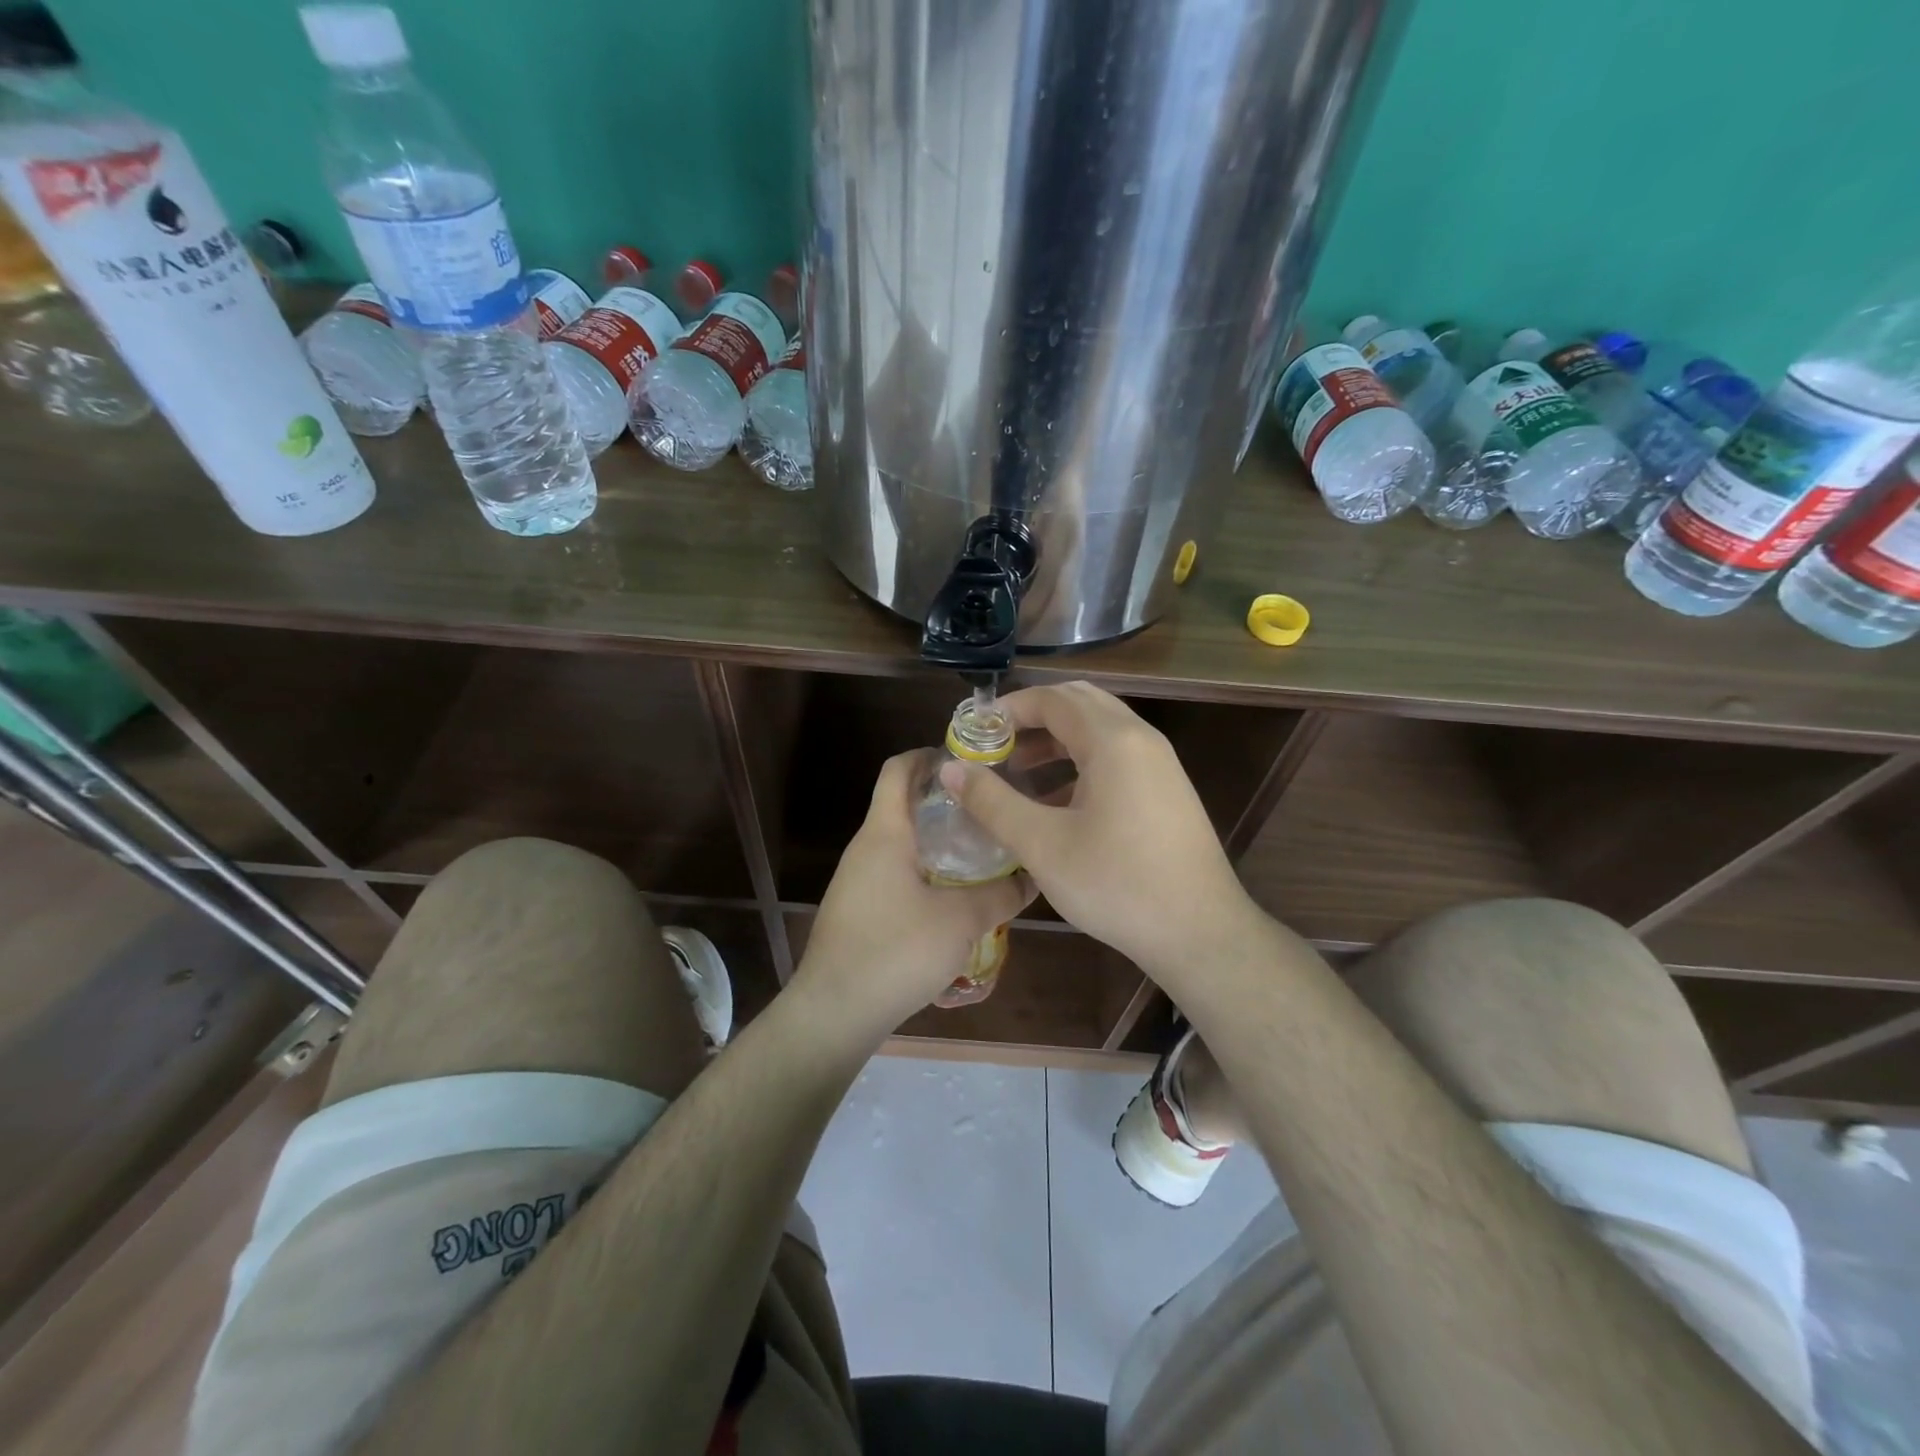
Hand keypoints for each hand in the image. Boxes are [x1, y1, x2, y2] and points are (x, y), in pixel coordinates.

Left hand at [796, 750, 1035, 1040]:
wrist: (835, 1012)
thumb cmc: (896, 950)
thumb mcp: (961, 921)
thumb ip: (1000, 894)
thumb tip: (1032, 877)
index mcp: (885, 833)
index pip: (899, 769)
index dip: (930, 755)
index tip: (969, 761)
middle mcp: (866, 848)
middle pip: (904, 806)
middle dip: (947, 804)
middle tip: (991, 811)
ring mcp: (858, 881)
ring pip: (904, 845)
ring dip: (939, 844)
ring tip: (984, 855)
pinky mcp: (860, 910)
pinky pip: (897, 876)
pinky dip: (927, 875)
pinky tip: (957, 900)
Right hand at [940, 682, 1264, 976]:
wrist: (1200, 933)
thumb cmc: (1117, 884)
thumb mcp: (1043, 845)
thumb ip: (992, 802)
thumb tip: (951, 769)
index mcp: (1113, 740)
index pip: (1052, 698)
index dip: (1008, 709)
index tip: (974, 734)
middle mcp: (1141, 739)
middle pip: (1079, 704)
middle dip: (1032, 719)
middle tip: (995, 746)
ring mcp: (1159, 764)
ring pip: (1099, 731)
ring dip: (1056, 741)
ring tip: (1016, 772)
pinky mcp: (1166, 790)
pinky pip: (1116, 757)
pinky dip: (1080, 763)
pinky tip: (1055, 803)